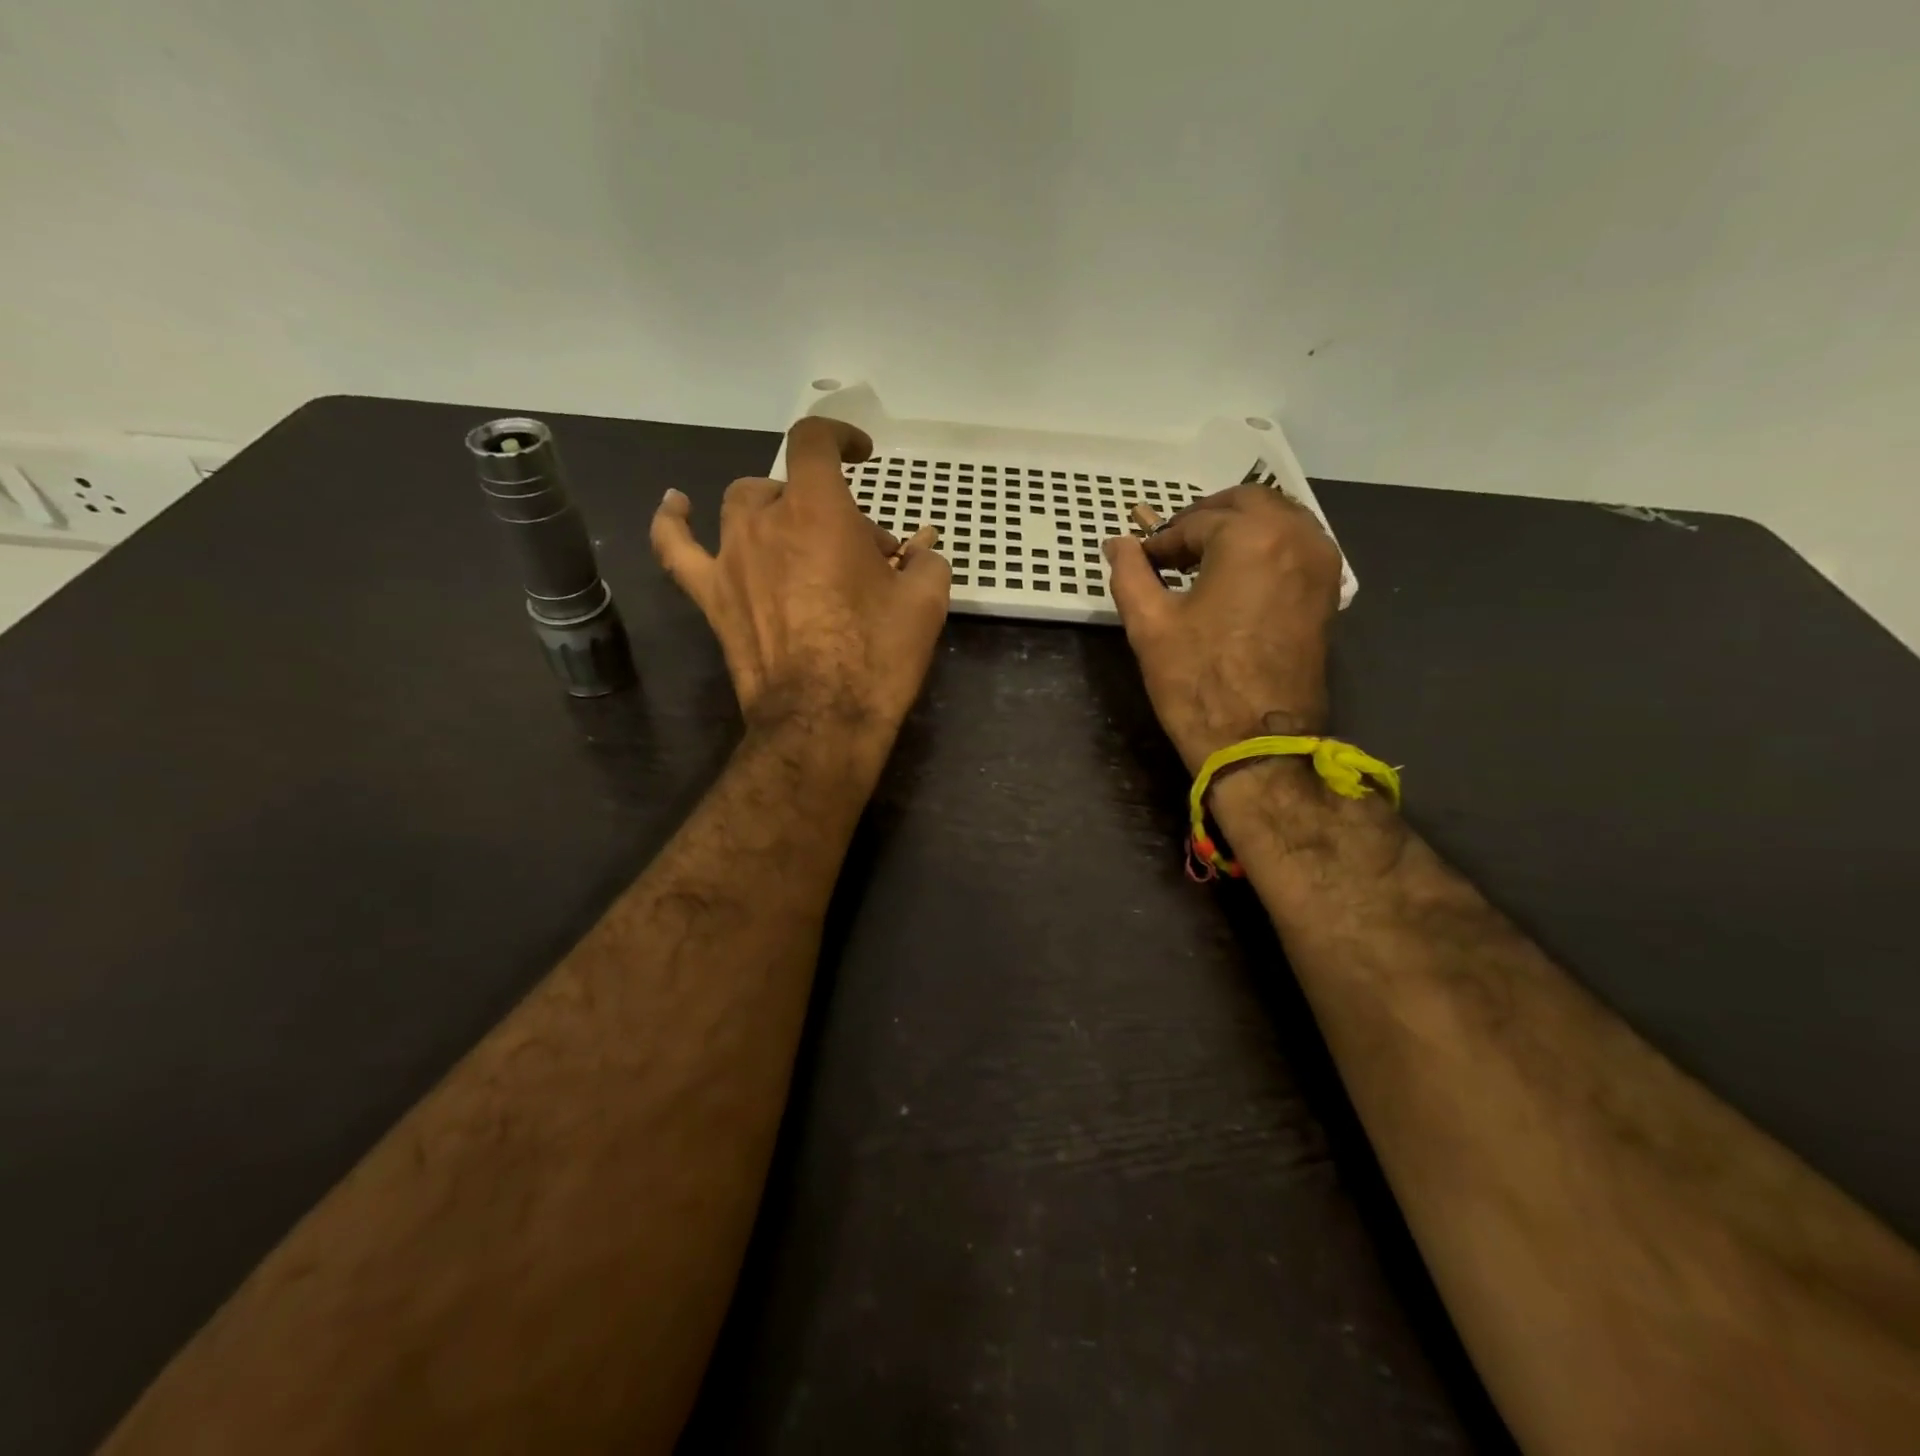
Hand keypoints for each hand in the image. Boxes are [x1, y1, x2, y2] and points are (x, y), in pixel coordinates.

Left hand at [651, 417, 950, 742]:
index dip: (839, 436)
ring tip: (799, 539)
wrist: (823, 720)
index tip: (862, 456)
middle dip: (829, 509)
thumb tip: (920, 552)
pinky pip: (677, 547)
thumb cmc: (877, 656)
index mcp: (819, 511)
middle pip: (791, 488)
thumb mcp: (925, 602)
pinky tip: (677, 506)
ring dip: (775, 512)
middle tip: (861, 554)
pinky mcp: (711, 596)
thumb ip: (926, 562)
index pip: (815, 442)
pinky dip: (674, 522)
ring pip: (744, 506)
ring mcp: (731, 558)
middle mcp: (766, 521)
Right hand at [1104, 484, 1341, 770]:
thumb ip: (1130, 573)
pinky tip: (1237, 571)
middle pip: (1247, 502)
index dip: (1162, 539)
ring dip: (1239, 526)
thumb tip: (1118, 544)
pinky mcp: (1327, 592)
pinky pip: (1298, 544)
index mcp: (1250, 537)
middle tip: (1171, 545)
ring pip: (1279, 518)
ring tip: (1202, 556)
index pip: (1196, 522)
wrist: (1256, 741)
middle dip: (1205, 517)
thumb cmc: (1197, 681)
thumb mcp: (1149, 624)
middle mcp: (1296, 537)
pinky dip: (1266, 544)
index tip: (1140, 559)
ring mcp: (1320, 564)